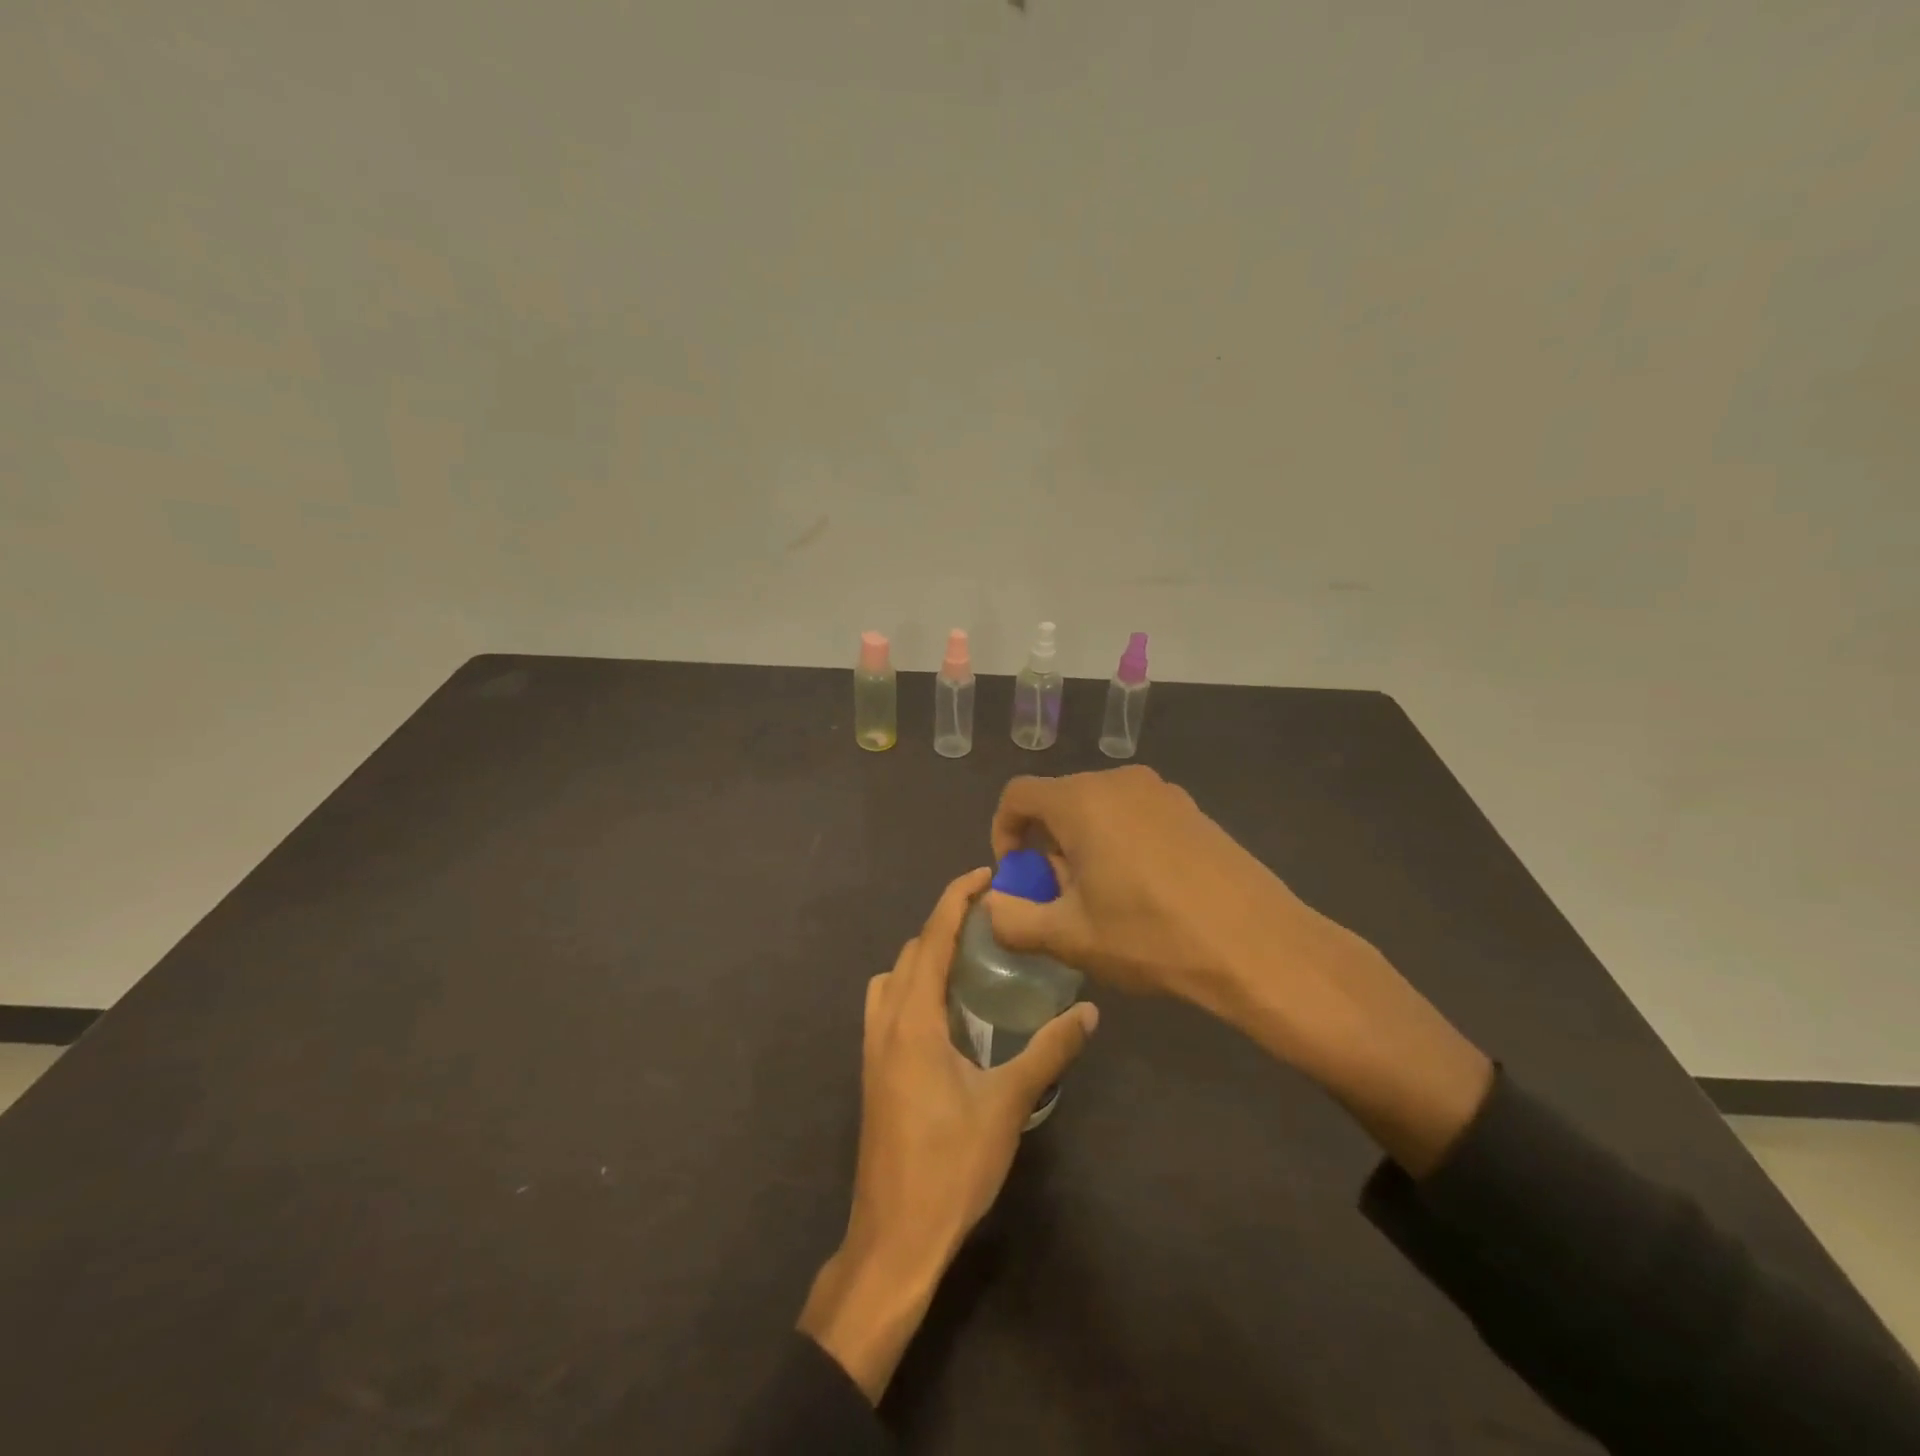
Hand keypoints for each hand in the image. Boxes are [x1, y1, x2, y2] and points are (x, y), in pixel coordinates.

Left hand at [798, 868, 1099, 1402]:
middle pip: (911, 951)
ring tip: (969, 961)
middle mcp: (885, 1022)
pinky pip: (889, 1005)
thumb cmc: (950, 1166)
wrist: (894, 1238)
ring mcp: (872, 1048)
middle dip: (944, 924)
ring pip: (893, 978)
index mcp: (913, 1019)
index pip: (931, 938)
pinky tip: (949, 1014)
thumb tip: (1090, 1013)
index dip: (956, 898)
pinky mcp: (873, 1071)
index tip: (985, 875)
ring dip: (925, 956)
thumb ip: (1049, 1053)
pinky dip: (914, 987)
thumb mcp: (1007, 1105)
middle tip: (991, 921)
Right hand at [986, 765, 1316, 1008]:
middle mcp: (1119, 782)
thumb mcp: (1071, 937)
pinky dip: (1119, 842)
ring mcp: (1161, 792)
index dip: (1003, 832)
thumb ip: (1014, 920)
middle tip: (1058, 897)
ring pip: (1099, 809)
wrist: (1257, 945)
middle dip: (1046, 845)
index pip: (1018, 795)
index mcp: (1082, 800)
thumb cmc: (1151, 936)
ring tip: (1101, 899)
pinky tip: (1143, 892)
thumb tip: (992, 906)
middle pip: (1059, 801)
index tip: (1017, 876)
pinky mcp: (1192, 810)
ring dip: (1083, 845)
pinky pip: (1135, 815)